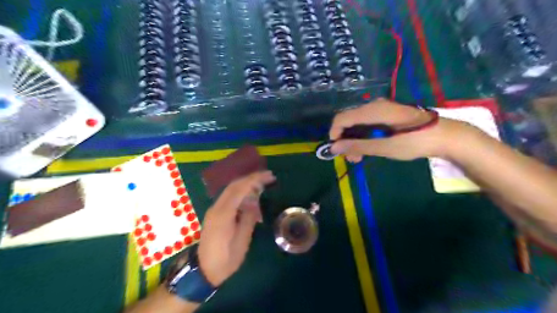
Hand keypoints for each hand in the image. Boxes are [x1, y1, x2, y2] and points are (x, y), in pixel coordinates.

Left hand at [198, 172, 274, 285]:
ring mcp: (214, 210)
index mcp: (223, 214)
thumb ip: (248, 218)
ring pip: (231, 190)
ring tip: (263, 184)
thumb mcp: (242, 240)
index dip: (254, 179)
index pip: (239, 189)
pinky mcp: (215, 213)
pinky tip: (251, 195)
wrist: (204, 270)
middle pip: (234, 185)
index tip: (269, 176)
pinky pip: (229, 197)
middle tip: (268, 176)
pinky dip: (241, 192)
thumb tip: (253, 202)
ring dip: (246, 184)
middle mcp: (216, 208)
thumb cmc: (226, 259)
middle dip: (251, 178)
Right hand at [330, 98, 466, 161]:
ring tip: (359, 157)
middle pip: (349, 120)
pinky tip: (369, 147)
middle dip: (345, 139)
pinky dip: (364, 136)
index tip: (336, 151)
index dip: (334, 133)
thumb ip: (357, 146)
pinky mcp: (388, 114)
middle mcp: (374, 105)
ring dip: (354, 140)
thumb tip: (334, 148)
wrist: (445, 136)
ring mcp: (382, 109)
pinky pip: (368, 123)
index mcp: (372, 110)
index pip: (342, 118)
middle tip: (351, 158)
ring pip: (358, 123)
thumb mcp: (383, 147)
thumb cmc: (414, 141)